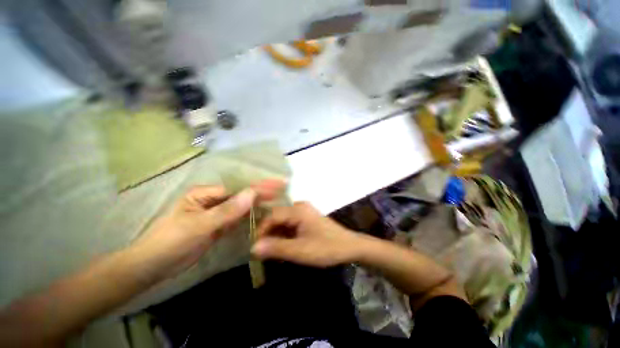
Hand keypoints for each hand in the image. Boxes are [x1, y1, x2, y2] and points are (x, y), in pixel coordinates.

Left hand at [130, 180, 284, 279]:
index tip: (277, 185)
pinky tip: (263, 214)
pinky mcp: (219, 225)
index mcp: (205, 193)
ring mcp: (216, 212)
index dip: (258, 187)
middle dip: (261, 192)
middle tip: (281, 188)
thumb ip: (227, 210)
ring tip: (277, 199)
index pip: (237, 188)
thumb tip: (252, 193)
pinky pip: (238, 218)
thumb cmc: (170, 243)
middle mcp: (213, 199)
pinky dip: (250, 216)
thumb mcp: (199, 226)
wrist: (153, 267)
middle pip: (241, 195)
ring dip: (258, 203)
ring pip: (241, 206)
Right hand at [251, 202, 359, 266]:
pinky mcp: (306, 219)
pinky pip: (290, 225)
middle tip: (262, 252)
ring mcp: (304, 212)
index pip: (272, 215)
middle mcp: (299, 207)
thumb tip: (253, 247)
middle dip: (268, 234)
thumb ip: (277, 248)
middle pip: (276, 217)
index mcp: (298, 210)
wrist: (349, 247)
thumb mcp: (301, 251)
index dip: (261, 230)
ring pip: (282, 222)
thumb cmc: (327, 248)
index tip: (255, 247)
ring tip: (271, 252)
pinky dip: (284, 236)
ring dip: (276, 236)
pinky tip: (283, 248)